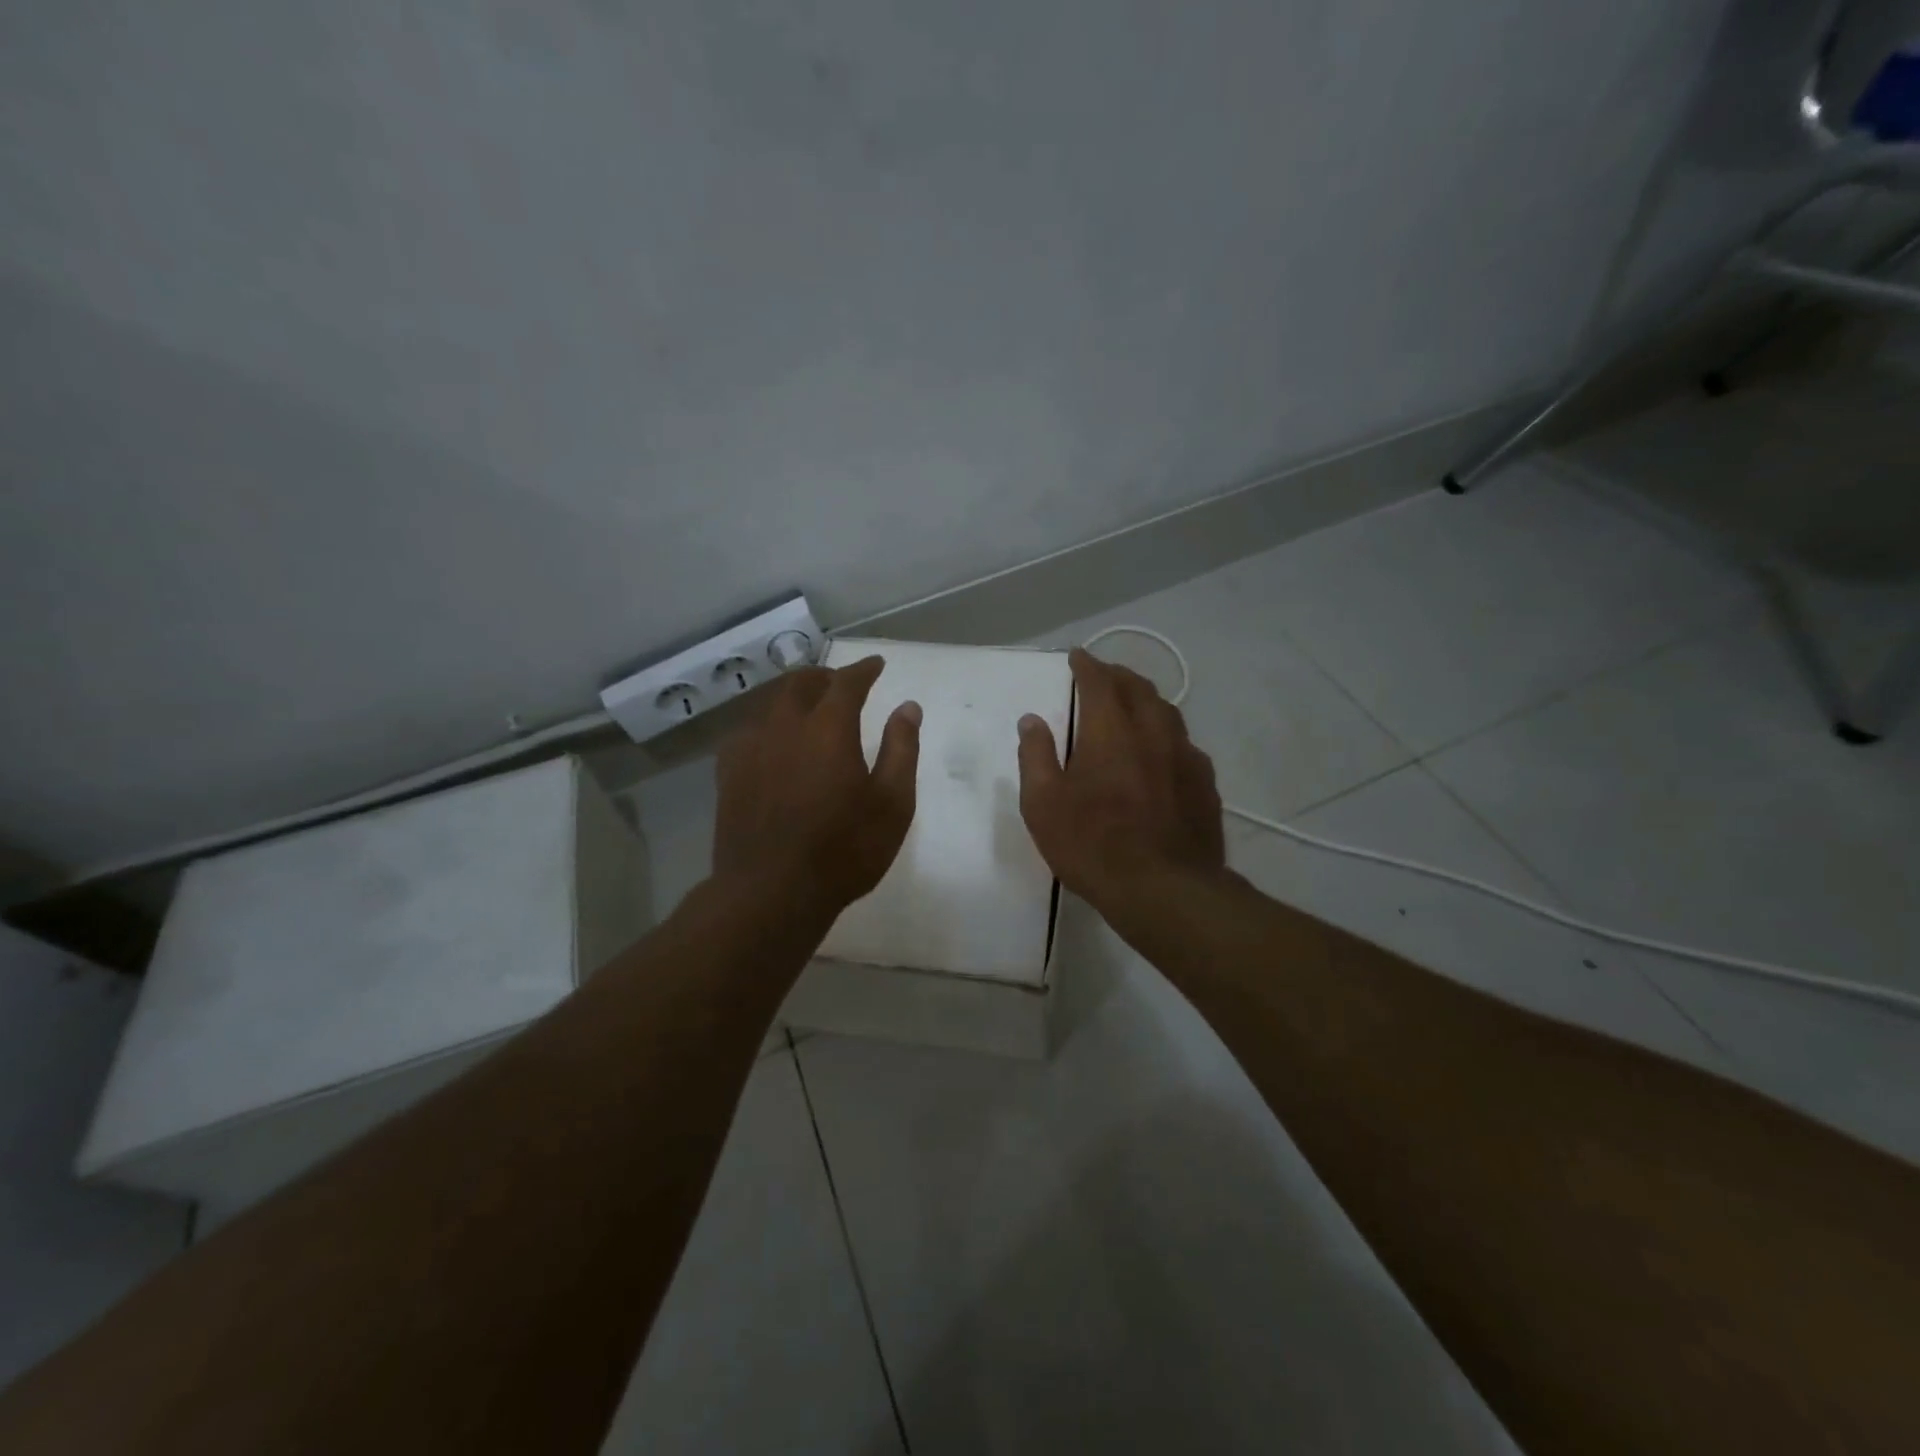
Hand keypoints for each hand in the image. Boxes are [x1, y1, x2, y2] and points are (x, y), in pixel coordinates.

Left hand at [713, 655, 920, 913]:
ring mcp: (750, 749)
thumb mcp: (893, 803)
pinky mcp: (729, 774)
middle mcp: (785, 727)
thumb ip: (902, 749)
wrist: (771, 892)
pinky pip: (748, 732)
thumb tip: (908, 708)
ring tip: (808, 707)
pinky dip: (768, 725)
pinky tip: (772, 742)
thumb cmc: (844, 849)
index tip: (876, 665)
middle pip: (801, 683)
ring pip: (770, 705)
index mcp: (828, 728)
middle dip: (824, 677)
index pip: (847, 683)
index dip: (863, 670)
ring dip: (793, 697)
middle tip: (840, 683)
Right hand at [1016, 647, 1225, 909]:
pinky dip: (1167, 735)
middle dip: (1118, 676)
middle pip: (1139, 689)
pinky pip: (1185, 745)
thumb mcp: (1043, 804)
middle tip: (1103, 676)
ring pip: (1168, 713)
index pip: (1099, 682)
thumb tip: (1032, 720)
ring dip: (1147, 700)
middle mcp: (1153, 733)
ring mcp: (1186, 757)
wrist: (1164, 890)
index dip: (1086, 665)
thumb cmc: (1092, 845)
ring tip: (1133, 705)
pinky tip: (1162, 752)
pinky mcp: (1205, 785)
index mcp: (1111, 731)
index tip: (1077, 656)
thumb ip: (1036, 756)